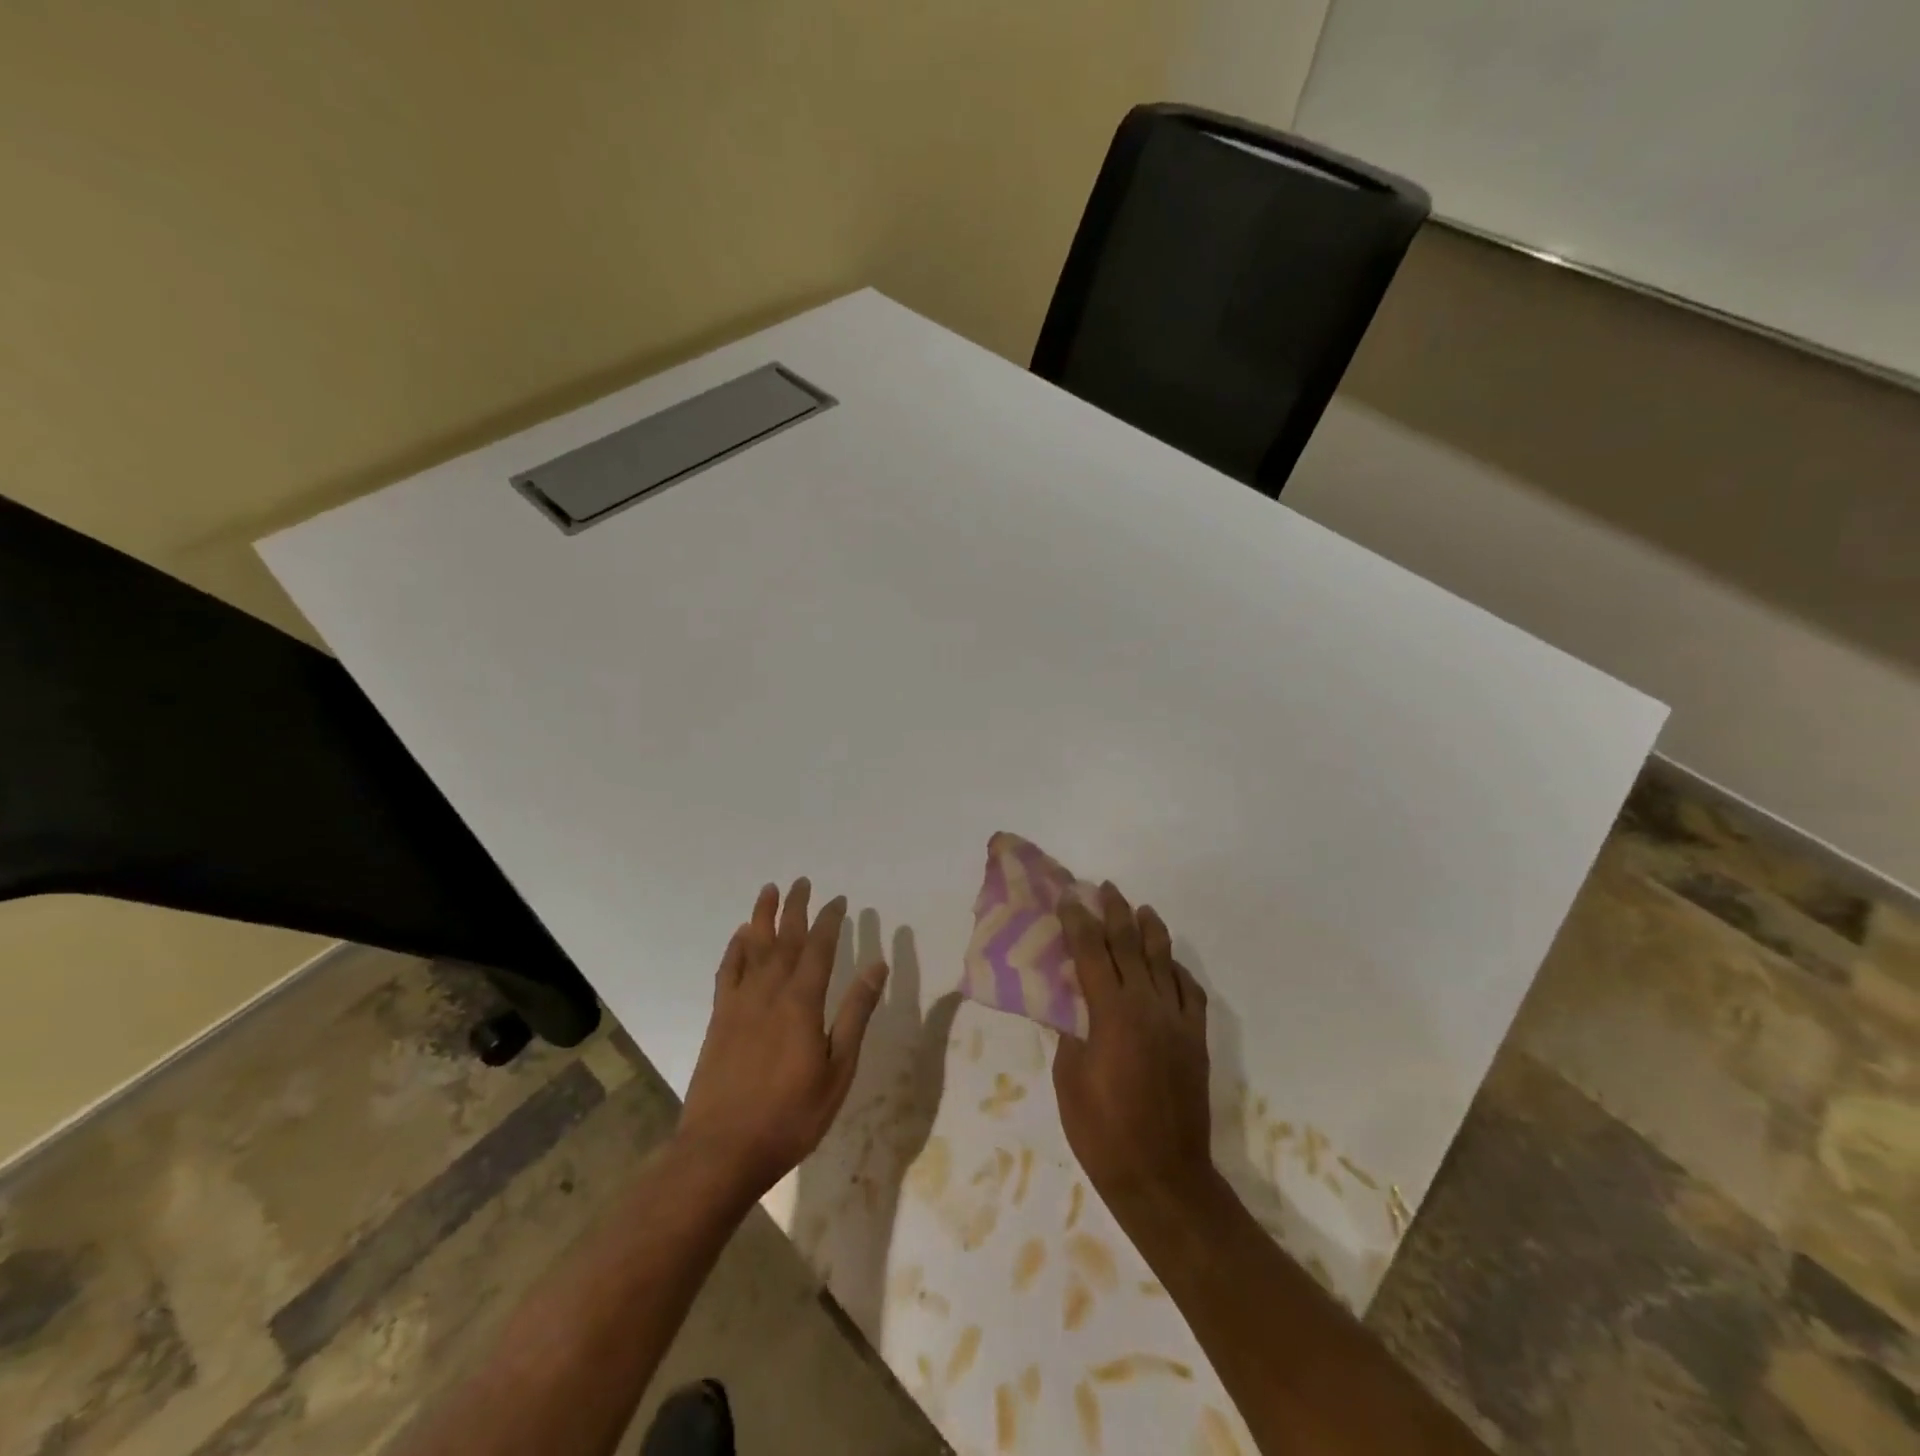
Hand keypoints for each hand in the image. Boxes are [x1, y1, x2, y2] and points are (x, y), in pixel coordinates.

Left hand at [676, 878, 888, 1202]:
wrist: (722, 1150)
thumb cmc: (791, 1116)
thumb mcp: (838, 1070)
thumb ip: (856, 1014)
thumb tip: (876, 965)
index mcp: (802, 1002)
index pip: (819, 948)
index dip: (830, 921)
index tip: (839, 900)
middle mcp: (769, 992)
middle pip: (784, 939)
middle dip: (795, 908)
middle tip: (802, 881)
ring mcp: (739, 1004)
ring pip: (753, 947)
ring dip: (762, 916)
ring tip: (769, 890)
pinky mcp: (719, 1019)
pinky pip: (727, 972)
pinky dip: (735, 949)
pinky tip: (740, 937)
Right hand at [1053, 883, 1215, 1211]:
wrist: (1163, 1175)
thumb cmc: (1102, 1131)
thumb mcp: (1069, 1078)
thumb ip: (1070, 1031)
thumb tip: (1068, 1002)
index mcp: (1111, 1012)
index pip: (1091, 951)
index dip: (1078, 921)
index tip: (1069, 898)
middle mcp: (1147, 1005)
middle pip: (1130, 945)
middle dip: (1116, 913)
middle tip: (1105, 889)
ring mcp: (1177, 1021)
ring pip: (1164, 961)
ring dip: (1150, 931)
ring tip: (1141, 909)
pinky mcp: (1196, 1039)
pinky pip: (1190, 992)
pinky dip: (1178, 970)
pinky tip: (1171, 964)